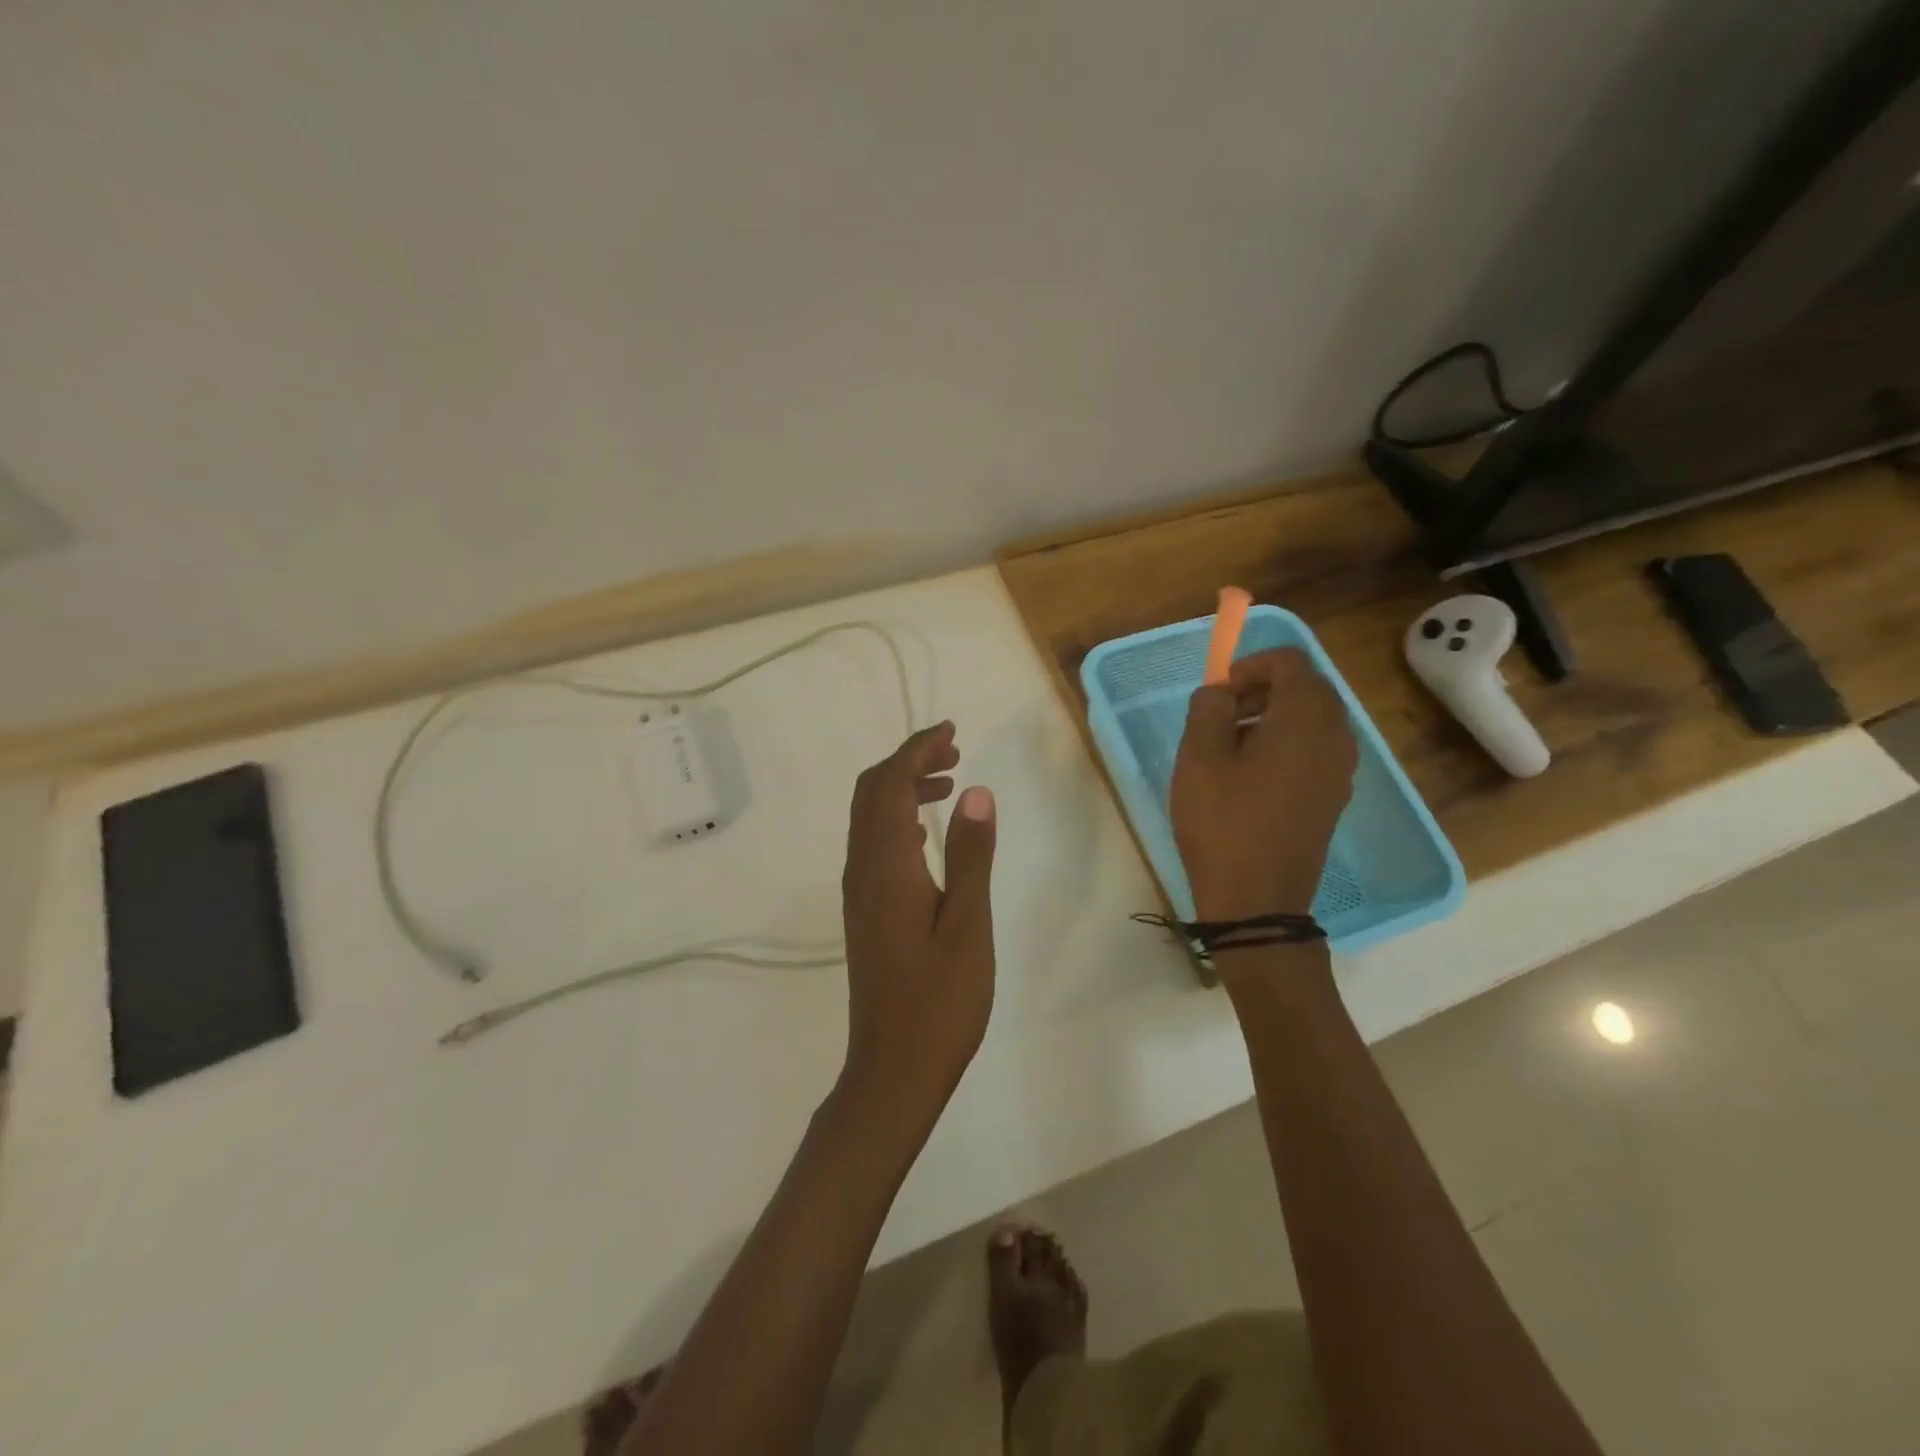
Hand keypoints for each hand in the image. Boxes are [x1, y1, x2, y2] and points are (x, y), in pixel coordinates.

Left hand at [838, 721, 997, 1120]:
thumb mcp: (968, 926)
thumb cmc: (939, 1002)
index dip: (916, 750)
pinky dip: (898, 819)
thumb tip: (976, 792)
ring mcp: (859, 892)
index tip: (951, 731)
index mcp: (886, 867)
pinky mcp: (865, 911)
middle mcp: (862, 870)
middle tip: (953, 752)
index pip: (889, 784)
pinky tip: (926, 833)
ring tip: (948, 782)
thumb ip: (971, 856)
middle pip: (871, 793)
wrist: (892, 1070)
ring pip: (870, 817)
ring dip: (902, 788)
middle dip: (908, 761)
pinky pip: (874, 844)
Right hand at [1170, 648, 1357, 922]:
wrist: (1257, 900)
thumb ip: (1208, 708)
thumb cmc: (1222, 823)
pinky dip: (1287, 742)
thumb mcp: (1199, 758)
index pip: (1292, 662)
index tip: (1220, 690)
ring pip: (1313, 718)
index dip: (1252, 664)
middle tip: (1223, 713)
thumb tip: (1221, 691)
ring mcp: (1341, 769)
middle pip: (1308, 687)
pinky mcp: (1335, 795)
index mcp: (1305, 720)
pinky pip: (1317, 748)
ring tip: (1232, 744)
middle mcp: (1336, 737)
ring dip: (1274, 715)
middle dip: (1264, 688)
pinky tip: (1252, 774)